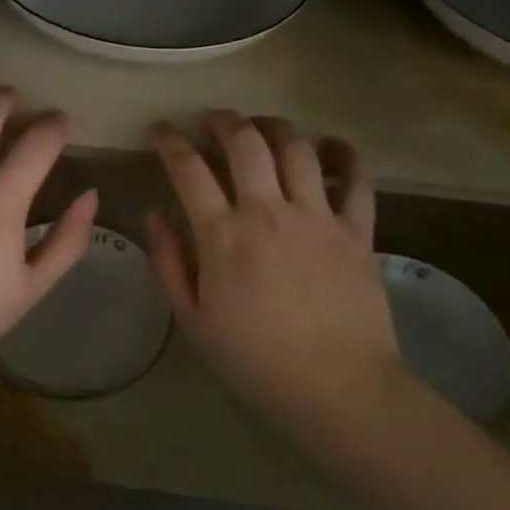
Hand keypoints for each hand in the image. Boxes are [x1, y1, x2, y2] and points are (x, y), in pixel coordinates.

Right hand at [144, 112, 400, 451]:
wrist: (339, 389)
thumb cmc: (256, 361)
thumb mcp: (193, 320)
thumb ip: (168, 262)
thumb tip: (153, 214)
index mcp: (223, 235)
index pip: (188, 168)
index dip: (168, 140)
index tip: (158, 130)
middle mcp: (268, 211)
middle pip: (245, 141)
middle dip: (222, 119)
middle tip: (211, 120)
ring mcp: (318, 216)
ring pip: (297, 147)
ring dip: (274, 126)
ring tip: (261, 127)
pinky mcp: (357, 229)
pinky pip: (356, 178)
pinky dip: (343, 154)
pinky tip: (329, 146)